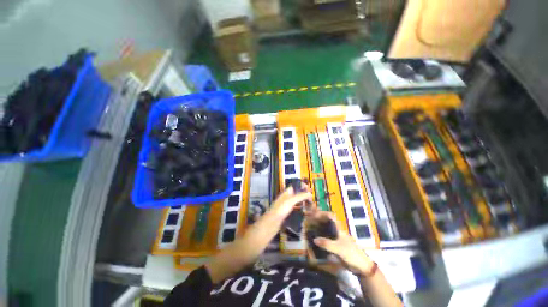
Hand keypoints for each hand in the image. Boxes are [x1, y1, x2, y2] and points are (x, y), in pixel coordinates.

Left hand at [270, 183, 312, 218]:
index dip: (301, 186)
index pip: (295, 186)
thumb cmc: (280, 210)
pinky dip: (300, 210)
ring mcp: (286, 206)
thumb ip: (300, 196)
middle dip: (304, 195)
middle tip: (312, 200)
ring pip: (296, 202)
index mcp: (286, 193)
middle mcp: (286, 198)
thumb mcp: (291, 201)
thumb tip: (310, 193)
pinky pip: (295, 209)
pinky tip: (305, 213)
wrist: (270, 223)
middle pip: (296, 194)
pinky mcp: (287, 214)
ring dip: (303, 202)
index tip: (309, 189)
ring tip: (311, 206)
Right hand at [310, 211, 374, 274]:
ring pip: (326, 230)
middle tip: (309, 222)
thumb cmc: (351, 253)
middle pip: (327, 222)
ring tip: (310, 230)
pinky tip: (314, 241)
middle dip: (318, 220)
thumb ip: (327, 244)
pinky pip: (326, 239)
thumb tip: (314, 239)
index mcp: (339, 228)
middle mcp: (337, 231)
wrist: (361, 266)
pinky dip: (320, 238)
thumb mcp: (339, 248)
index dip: (323, 213)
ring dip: (319, 229)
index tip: (314, 215)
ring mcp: (336, 239)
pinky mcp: (335, 246)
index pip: (330, 216)